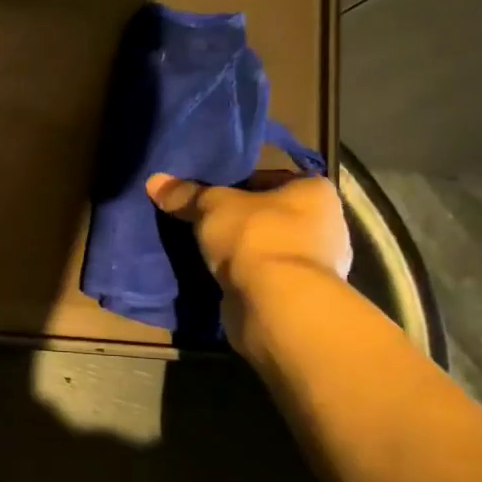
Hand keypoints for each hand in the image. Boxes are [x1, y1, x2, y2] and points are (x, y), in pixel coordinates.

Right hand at [146, 171, 351, 350]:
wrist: (277, 303)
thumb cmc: (255, 237)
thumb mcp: (212, 207)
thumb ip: (186, 194)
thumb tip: (154, 181)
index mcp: (315, 191)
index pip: (272, 178)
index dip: (238, 185)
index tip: (210, 196)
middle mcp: (327, 224)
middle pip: (272, 214)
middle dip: (240, 220)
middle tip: (204, 222)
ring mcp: (319, 264)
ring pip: (269, 247)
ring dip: (243, 251)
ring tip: (207, 251)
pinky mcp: (302, 295)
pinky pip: (268, 276)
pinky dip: (247, 276)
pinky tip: (220, 277)